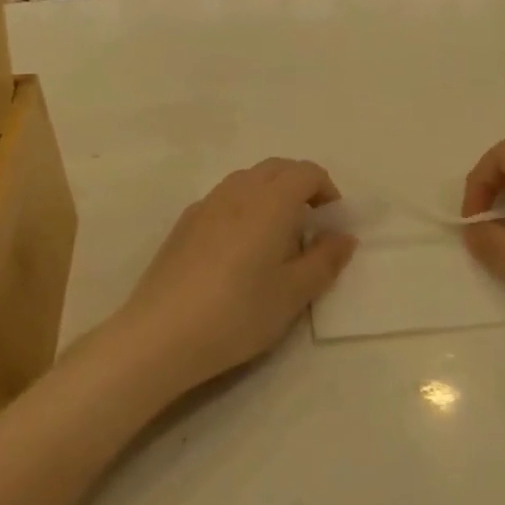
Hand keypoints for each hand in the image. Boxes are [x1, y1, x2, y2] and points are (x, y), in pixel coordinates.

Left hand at [108, 159, 356, 401]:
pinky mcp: (183, 224)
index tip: (331, 224)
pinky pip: (223, 199)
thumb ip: (325, 260)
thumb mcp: (294, 294)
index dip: (327, 190)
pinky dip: (243, 208)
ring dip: (270, 195)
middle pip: (277, 168)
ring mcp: (206, 205)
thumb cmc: (238, 313)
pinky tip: (238, 251)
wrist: (160, 336)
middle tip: (309, 227)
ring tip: (274, 239)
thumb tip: (344, 236)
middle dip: (300, 186)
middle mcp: (238, 191)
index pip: (307, 172)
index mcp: (271, 202)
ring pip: (247, 180)